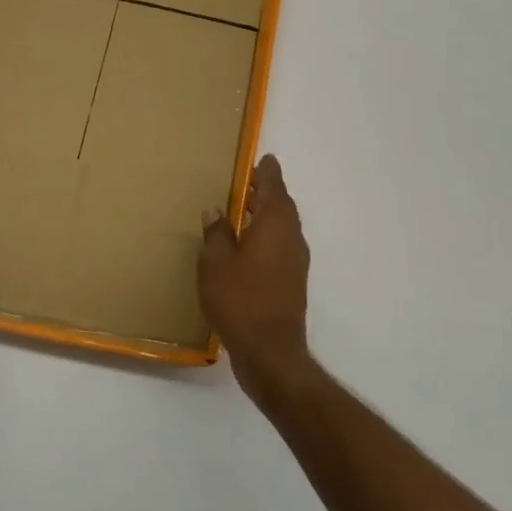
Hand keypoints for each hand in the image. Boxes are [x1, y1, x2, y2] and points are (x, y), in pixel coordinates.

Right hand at [199, 155, 320, 409]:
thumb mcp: (215, 264)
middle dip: (266, 191)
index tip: (262, 159)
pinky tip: (247, 246)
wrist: (270, 351)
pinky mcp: (293, 282)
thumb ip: (216, 233)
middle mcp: (291, 237)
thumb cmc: (239, 300)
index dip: (266, 172)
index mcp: (274, 225)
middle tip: (247, 181)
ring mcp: (296, 261)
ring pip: (283, 227)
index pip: (273, 187)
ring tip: (243, 210)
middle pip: (282, 205)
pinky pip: (281, 246)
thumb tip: (216, 210)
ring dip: (266, 215)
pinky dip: (267, 236)